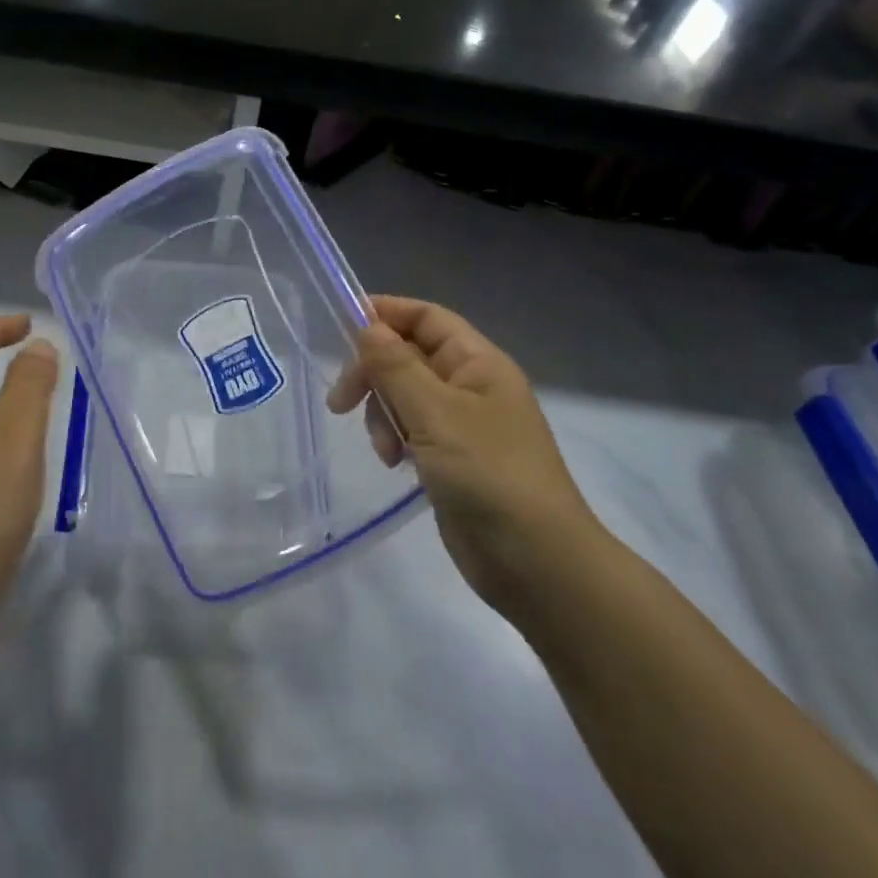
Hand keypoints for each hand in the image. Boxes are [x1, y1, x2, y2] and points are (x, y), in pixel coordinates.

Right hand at [328, 296, 600, 616]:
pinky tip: (395, 464)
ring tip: (387, 451)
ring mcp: (462, 424)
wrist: (537, 563)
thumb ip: (396, 367)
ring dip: (383, 414)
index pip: (426, 317)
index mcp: (478, 362)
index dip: (385, 314)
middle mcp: (471, 385)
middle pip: (408, 356)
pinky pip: (411, 429)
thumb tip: (366, 325)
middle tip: (341, 403)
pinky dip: (395, 439)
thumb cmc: (489, 475)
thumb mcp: (436, 414)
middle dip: (374, 374)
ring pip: (404, 395)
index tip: (340, 328)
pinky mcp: (451, 458)